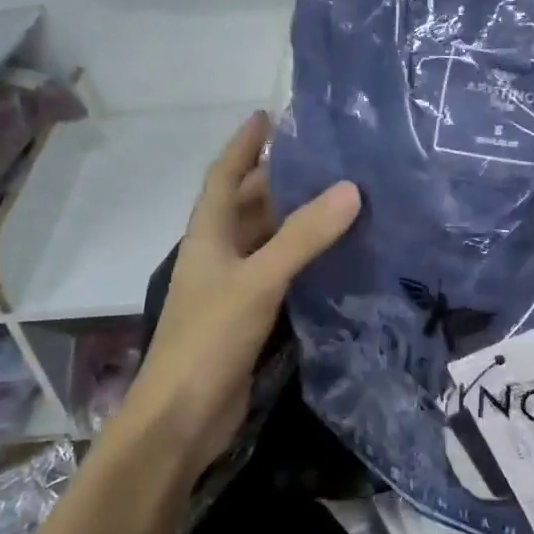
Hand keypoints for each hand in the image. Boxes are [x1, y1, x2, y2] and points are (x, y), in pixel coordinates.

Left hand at [127, 112, 359, 477]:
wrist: (182, 419)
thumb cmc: (209, 339)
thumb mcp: (259, 280)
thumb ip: (303, 237)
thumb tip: (351, 189)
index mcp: (208, 235)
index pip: (224, 175)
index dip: (243, 144)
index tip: (268, 115)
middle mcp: (217, 254)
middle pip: (247, 205)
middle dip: (278, 179)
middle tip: (326, 158)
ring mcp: (231, 287)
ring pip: (265, 240)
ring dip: (294, 219)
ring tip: (339, 197)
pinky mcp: (247, 317)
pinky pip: (278, 273)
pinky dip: (302, 259)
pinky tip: (333, 255)